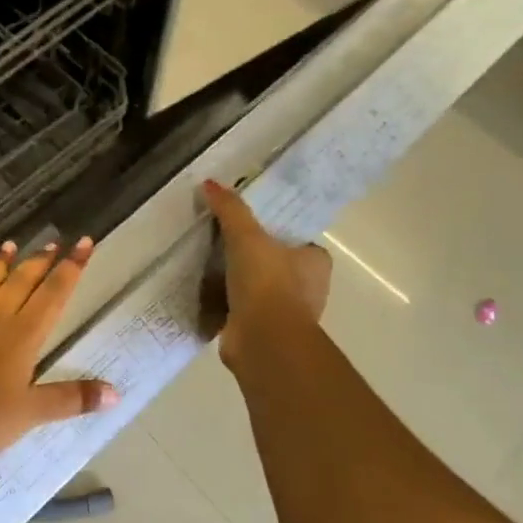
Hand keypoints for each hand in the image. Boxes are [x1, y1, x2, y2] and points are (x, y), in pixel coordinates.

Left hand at [0, 237, 117, 457]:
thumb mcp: (32, 413)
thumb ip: (72, 399)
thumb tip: (115, 392)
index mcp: (22, 336)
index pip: (53, 294)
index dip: (71, 268)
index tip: (84, 243)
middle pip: (21, 282)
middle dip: (40, 261)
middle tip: (53, 242)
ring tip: (9, 246)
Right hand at [201, 179, 331, 372]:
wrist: (263, 339)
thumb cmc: (267, 282)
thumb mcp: (246, 236)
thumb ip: (230, 210)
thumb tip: (210, 183)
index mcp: (316, 262)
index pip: (300, 241)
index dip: (278, 233)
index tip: (251, 227)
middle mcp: (308, 288)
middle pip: (278, 264)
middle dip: (255, 258)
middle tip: (223, 241)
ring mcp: (287, 313)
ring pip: (261, 289)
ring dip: (240, 282)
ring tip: (209, 265)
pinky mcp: (264, 331)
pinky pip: (244, 310)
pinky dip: (228, 304)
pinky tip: (206, 293)